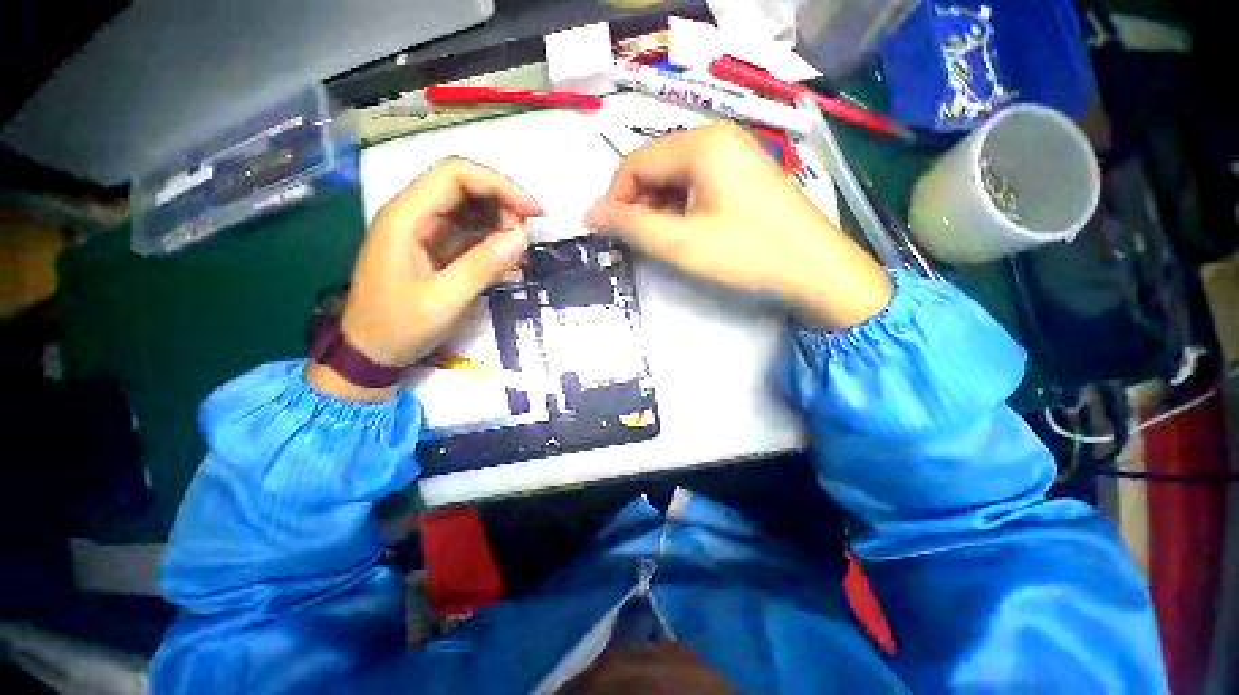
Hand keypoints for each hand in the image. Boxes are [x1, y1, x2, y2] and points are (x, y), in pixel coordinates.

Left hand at [307, 157, 541, 400]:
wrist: (368, 352)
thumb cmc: (399, 327)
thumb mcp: (444, 300)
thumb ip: (482, 266)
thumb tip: (522, 236)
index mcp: (407, 217)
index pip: (455, 175)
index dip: (498, 185)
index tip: (531, 212)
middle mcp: (414, 214)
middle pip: (463, 186)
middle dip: (502, 202)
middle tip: (530, 232)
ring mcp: (423, 231)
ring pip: (468, 208)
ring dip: (500, 220)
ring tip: (523, 246)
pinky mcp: (433, 248)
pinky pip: (467, 232)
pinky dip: (491, 239)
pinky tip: (509, 256)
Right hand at [584, 123, 890, 330]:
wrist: (817, 273)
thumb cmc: (746, 255)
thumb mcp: (680, 245)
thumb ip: (630, 227)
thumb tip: (589, 214)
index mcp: (701, 144)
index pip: (635, 163)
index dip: (615, 198)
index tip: (609, 234)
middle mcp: (719, 138)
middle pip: (656, 168)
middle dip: (639, 206)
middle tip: (639, 244)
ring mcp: (736, 155)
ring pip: (676, 179)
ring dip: (660, 210)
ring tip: (664, 244)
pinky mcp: (746, 176)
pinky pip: (699, 186)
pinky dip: (682, 210)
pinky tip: (688, 235)